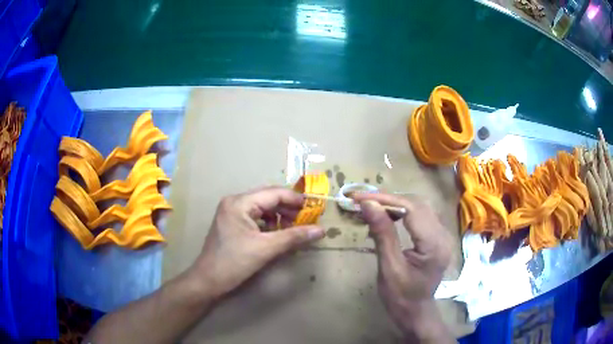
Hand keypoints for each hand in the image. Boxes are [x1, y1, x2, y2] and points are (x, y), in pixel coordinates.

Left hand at [186, 186, 324, 299]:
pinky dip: (269, 223)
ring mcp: (231, 213)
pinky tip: (279, 232)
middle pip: (267, 198)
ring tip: (294, 226)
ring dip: (279, 215)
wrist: (208, 281)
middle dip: (288, 207)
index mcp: (239, 203)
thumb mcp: (266, 249)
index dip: (295, 199)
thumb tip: (320, 230)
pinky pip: (255, 217)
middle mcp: (234, 202)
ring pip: (262, 208)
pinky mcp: (232, 224)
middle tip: (307, 218)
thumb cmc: (234, 263)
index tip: (314, 208)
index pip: (273, 193)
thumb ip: (293, 237)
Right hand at [353, 193, 453, 341]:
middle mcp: (443, 235)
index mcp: (434, 244)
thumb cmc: (400, 297)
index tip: (360, 198)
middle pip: (418, 204)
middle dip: (389, 199)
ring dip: (395, 204)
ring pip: (420, 207)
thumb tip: (368, 204)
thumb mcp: (389, 268)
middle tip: (363, 201)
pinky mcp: (438, 237)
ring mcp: (443, 235)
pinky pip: (421, 216)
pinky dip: (403, 212)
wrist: (415, 312)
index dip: (386, 199)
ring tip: (373, 208)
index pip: (412, 209)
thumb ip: (382, 234)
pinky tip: (388, 217)